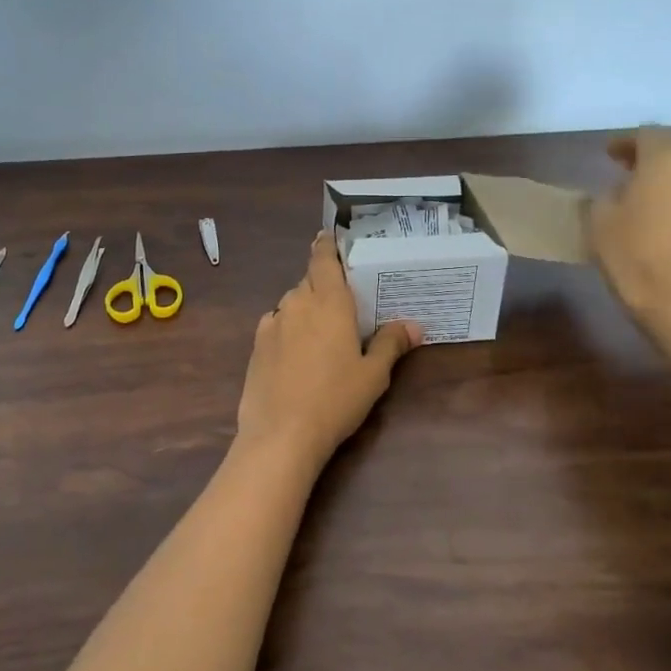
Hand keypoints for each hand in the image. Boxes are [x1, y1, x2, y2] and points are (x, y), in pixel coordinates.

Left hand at [237, 232, 421, 463]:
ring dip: (306, 309)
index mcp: (328, 302)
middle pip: (309, 281)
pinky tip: (297, 353)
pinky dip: (288, 329)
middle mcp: (296, 303)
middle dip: (323, 284)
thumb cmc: (335, 399)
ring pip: (292, 303)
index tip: (329, 236)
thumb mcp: (373, 375)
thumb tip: (414, 326)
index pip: (323, 259)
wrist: (281, 434)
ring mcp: (272, 323)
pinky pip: (277, 324)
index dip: (326, 245)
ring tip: (322, 332)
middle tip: (343, 301)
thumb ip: (390, 344)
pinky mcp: (256, 345)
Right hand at [589, 127, 670, 321]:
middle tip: (632, 171)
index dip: (625, 143)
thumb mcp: (600, 218)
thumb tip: (620, 190)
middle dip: (654, 156)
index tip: (609, 155)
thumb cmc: (630, 251)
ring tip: (656, 195)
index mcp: (665, 159)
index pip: (646, 135)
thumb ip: (609, 193)